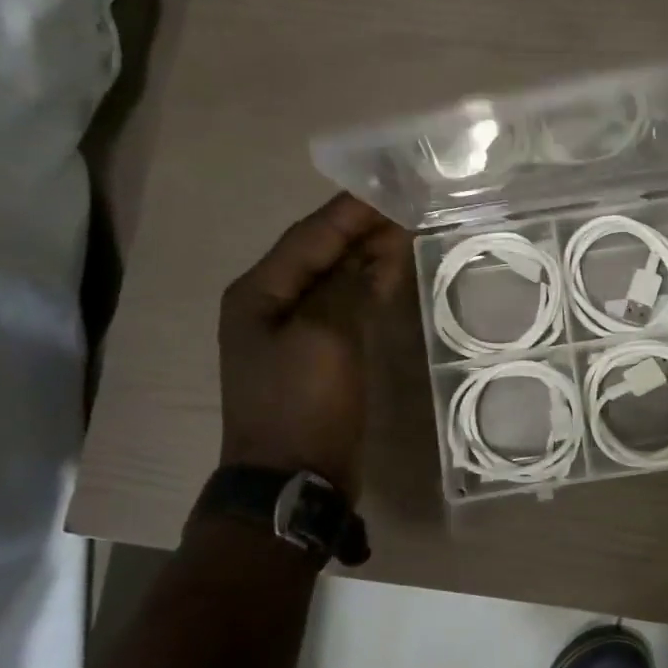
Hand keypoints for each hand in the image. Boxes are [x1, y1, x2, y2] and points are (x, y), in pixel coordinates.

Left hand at [218, 194, 410, 494]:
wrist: (293, 479)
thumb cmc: (304, 404)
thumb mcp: (325, 338)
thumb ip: (349, 286)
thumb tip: (375, 250)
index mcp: (259, 292)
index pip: (310, 237)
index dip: (351, 212)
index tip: (392, 188)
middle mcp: (269, 304)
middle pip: (320, 254)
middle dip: (361, 230)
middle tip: (408, 206)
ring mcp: (292, 333)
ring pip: (333, 280)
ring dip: (367, 256)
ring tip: (406, 233)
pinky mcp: (316, 356)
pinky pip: (343, 307)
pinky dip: (368, 288)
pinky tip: (391, 277)